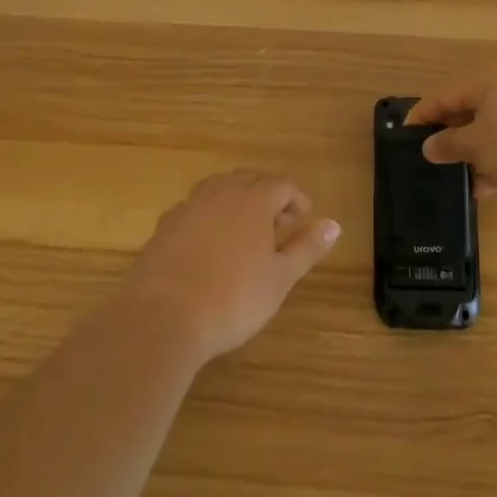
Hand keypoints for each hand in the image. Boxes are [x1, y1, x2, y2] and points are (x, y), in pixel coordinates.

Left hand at [122, 170, 339, 363]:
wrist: (162, 317)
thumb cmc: (233, 298)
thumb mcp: (279, 279)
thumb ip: (306, 248)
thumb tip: (334, 224)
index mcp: (253, 200)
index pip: (282, 185)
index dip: (296, 199)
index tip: (303, 219)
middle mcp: (221, 193)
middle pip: (249, 179)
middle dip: (267, 195)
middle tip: (278, 224)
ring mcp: (189, 206)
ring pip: (218, 188)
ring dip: (236, 200)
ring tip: (244, 229)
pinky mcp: (165, 226)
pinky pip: (193, 208)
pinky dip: (208, 216)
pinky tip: (208, 243)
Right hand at [405, 67, 496, 204]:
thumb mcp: (477, 147)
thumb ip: (449, 144)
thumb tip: (429, 146)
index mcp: (492, 81)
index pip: (447, 94)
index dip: (424, 114)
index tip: (405, 133)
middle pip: (472, 108)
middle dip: (452, 134)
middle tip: (433, 154)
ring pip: (495, 128)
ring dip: (476, 151)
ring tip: (459, 177)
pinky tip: (488, 187)